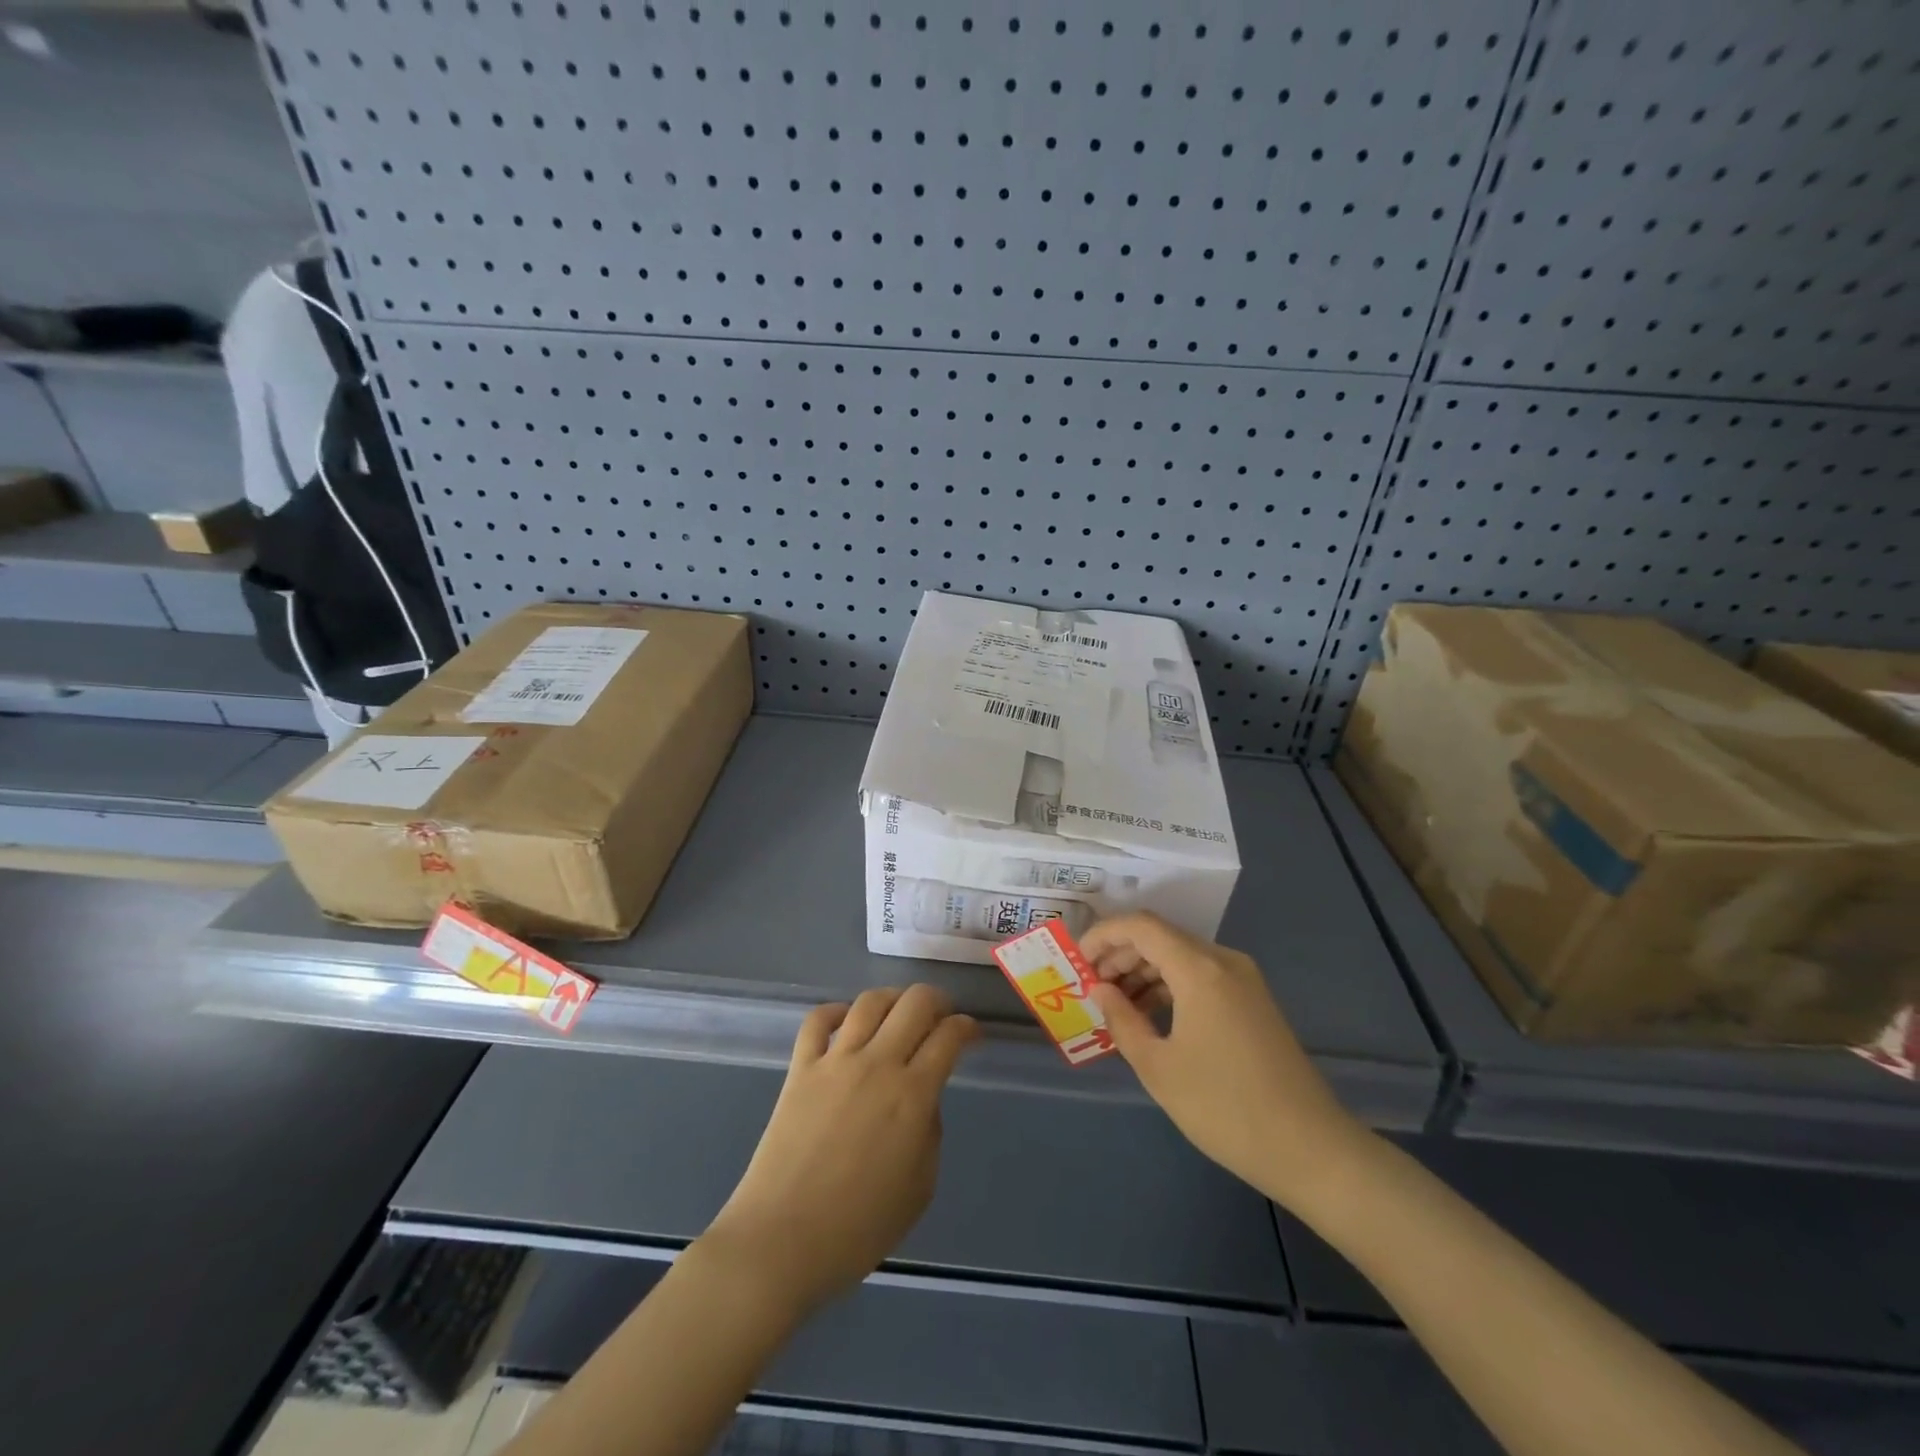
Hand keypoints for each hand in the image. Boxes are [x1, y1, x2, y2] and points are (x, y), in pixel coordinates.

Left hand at [703, 985, 977, 1315]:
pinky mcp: (799, 1069)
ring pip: (870, 1002)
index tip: (972, 1034)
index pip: (949, 1037)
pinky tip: (846, 1021)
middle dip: (937, 1001)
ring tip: (900, 1010)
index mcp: (912, 1096)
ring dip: (893, 997)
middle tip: (943, 1016)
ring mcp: (834, 1061)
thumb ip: (930, 1134)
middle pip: (915, 1003)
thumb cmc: (857, 1229)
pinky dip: (836, 1011)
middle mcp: (877, 1064)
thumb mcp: (919, 1190)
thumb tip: (922, 1101)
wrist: (780, 1242)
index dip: (967, 1027)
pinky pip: (817, 1020)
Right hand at [1085, 914, 1367, 1209]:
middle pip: (1160, 937)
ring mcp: (1243, 980)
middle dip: (1120, 955)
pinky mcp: (1253, 1001)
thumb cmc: (1225, 1108)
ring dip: (1143, 971)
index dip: (1102, 936)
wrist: (1312, 1149)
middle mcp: (1223, 961)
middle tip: (1091, 987)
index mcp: (1199, 969)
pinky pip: (1200, 975)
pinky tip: (1151, 1016)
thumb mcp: (1159, 1067)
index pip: (1140, 926)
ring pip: (1180, 955)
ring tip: (1115, 1005)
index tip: (1077, 963)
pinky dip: (1169, 985)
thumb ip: (1122, 1020)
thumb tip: (1099, 989)